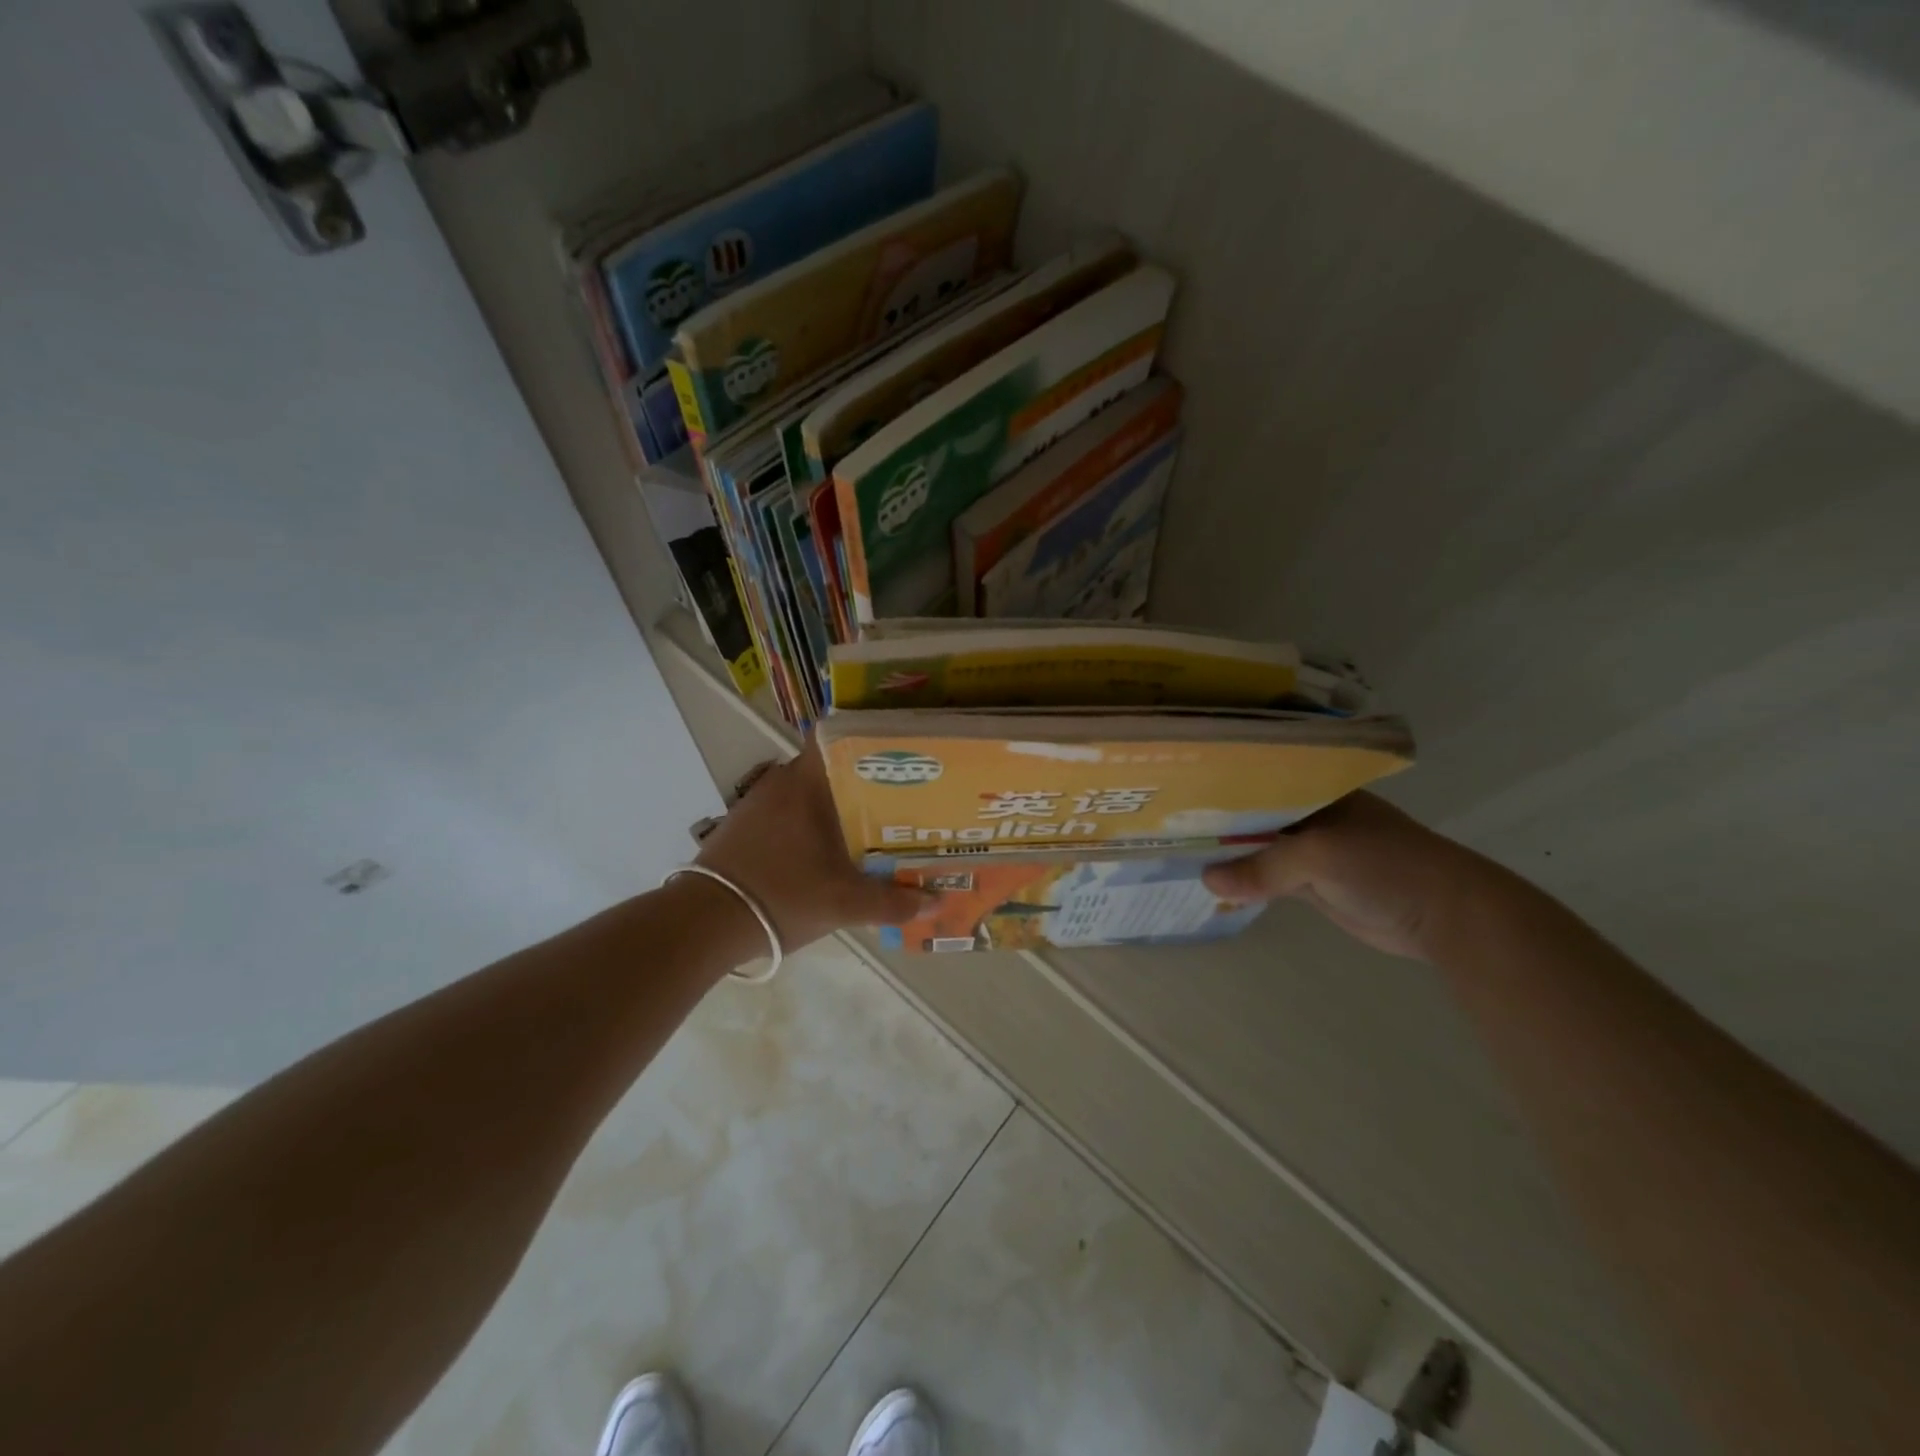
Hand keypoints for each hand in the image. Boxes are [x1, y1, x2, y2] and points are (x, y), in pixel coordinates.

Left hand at [693, 739, 931, 951]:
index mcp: (805, 783)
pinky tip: (828, 846)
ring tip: (872, 821)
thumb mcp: (843, 904)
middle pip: (829, 765)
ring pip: (808, 790)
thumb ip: (892, 902)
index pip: (836, 735)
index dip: (868, 738)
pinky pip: (788, 809)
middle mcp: (780, 782)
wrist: (703, 922)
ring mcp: (758, 803)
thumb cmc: (781, 897)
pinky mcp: (743, 825)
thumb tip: (937, 903)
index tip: (899, 751)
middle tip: (900, 794)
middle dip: (863, 778)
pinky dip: (810, 820)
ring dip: (835, 802)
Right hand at [1201, 792, 1480, 960]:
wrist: (1446, 916)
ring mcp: (1311, 848)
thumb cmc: (1386, 866)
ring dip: (1228, 852)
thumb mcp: (1321, 856)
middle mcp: (1309, 813)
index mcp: (1315, 790)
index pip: (1257, 780)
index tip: (1177, 792)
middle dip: (1216, 820)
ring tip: (1176, 850)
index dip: (1220, 787)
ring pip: (1259, 846)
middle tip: (1165, 824)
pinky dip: (1245, 880)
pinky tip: (1213, 881)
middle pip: (1253, 814)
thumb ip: (1264, 867)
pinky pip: (1269, 876)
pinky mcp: (1313, 882)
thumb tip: (1207, 880)